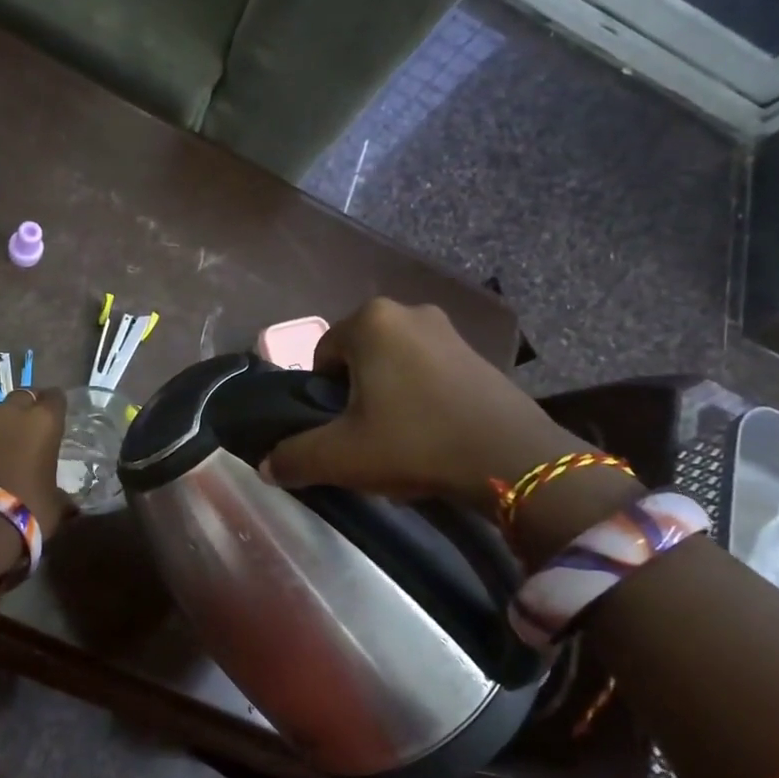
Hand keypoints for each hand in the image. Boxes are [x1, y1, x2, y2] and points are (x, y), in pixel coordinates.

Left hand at [0, 387, 71, 535]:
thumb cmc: (28, 509)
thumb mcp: (56, 505)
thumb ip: (62, 495)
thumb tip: (68, 503)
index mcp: (42, 422)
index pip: (55, 397)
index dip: (56, 406)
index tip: (57, 420)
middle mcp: (9, 415)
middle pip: (21, 397)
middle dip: (26, 411)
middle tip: (30, 433)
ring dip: (0, 428)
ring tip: (4, 452)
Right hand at [262, 299, 579, 505]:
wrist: (512, 460)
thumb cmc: (415, 443)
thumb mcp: (341, 457)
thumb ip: (294, 457)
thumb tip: (267, 466)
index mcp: (370, 320)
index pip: (321, 356)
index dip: (321, 398)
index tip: (338, 431)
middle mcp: (408, 311)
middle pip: (357, 359)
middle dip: (354, 395)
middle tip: (365, 437)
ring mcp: (448, 329)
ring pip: (393, 365)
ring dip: (387, 396)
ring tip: (399, 439)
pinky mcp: (478, 352)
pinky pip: (428, 371)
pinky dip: (420, 397)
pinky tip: (431, 433)